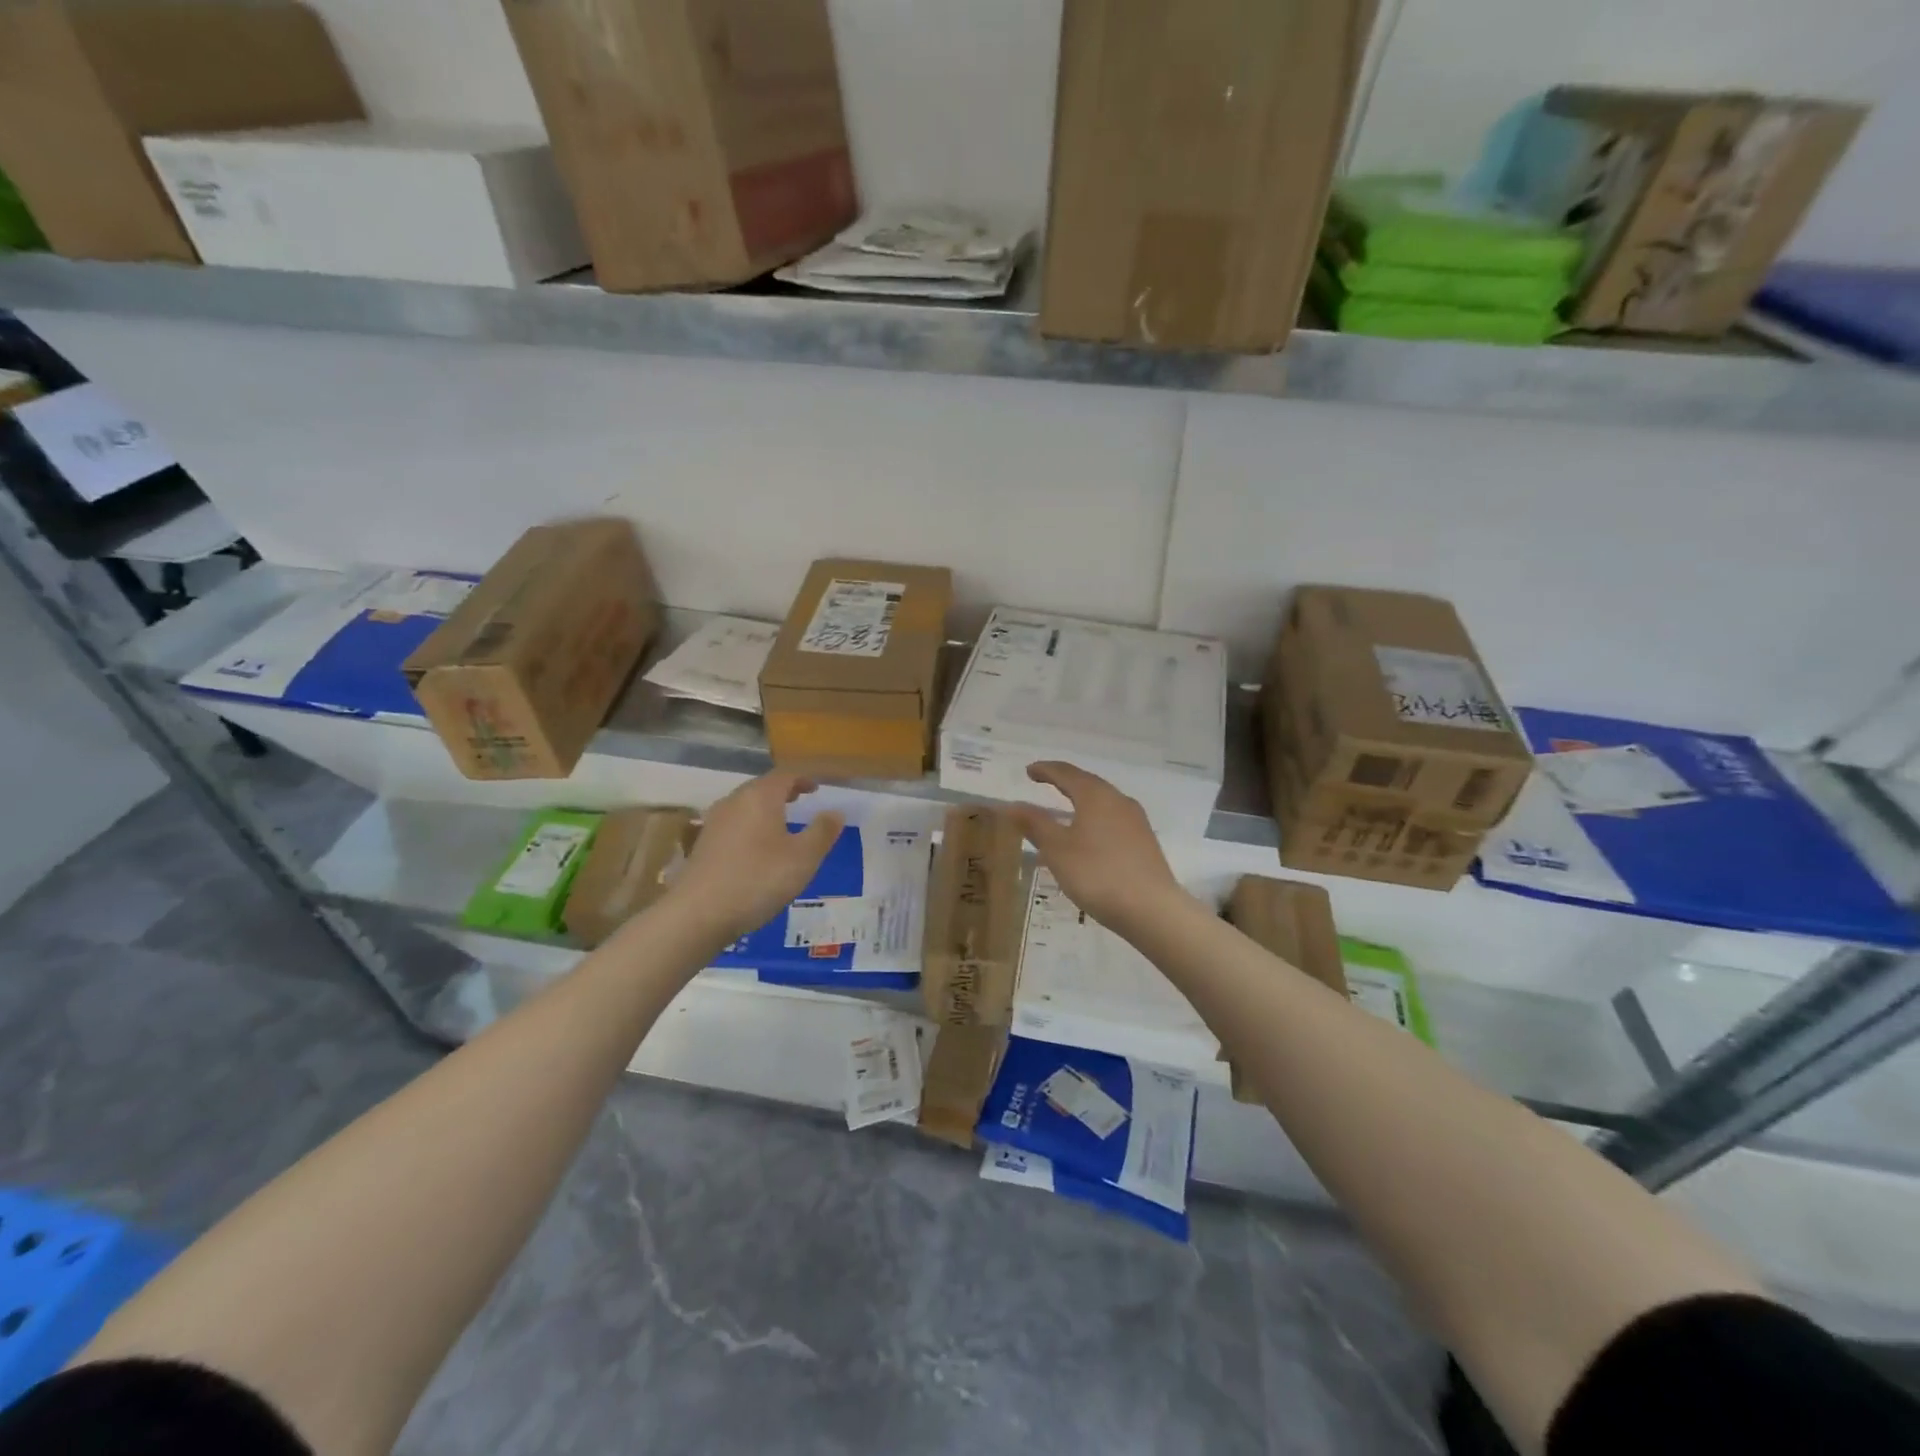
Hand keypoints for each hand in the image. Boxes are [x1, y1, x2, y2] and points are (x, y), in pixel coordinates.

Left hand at [670, 773, 843, 941]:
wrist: (697, 914)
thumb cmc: (757, 879)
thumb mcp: (803, 858)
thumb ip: (822, 832)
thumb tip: (835, 812)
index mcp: (760, 797)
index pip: (785, 775)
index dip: (803, 778)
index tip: (817, 787)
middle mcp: (734, 802)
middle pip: (761, 787)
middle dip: (783, 790)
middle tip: (802, 799)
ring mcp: (714, 822)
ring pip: (745, 805)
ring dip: (766, 808)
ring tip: (782, 822)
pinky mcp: (703, 845)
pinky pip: (734, 824)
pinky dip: (751, 825)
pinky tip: (757, 847)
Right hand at [1005, 762, 1180, 929]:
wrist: (1152, 909)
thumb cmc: (1097, 874)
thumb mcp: (1057, 849)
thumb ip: (1035, 824)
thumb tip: (1012, 805)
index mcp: (1095, 795)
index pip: (1066, 773)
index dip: (1045, 770)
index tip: (1029, 771)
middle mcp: (1118, 800)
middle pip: (1088, 783)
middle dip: (1065, 781)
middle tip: (1045, 782)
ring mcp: (1135, 821)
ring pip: (1103, 801)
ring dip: (1081, 800)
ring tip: (1065, 808)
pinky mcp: (1144, 841)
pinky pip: (1113, 819)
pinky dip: (1094, 818)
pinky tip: (1089, 836)